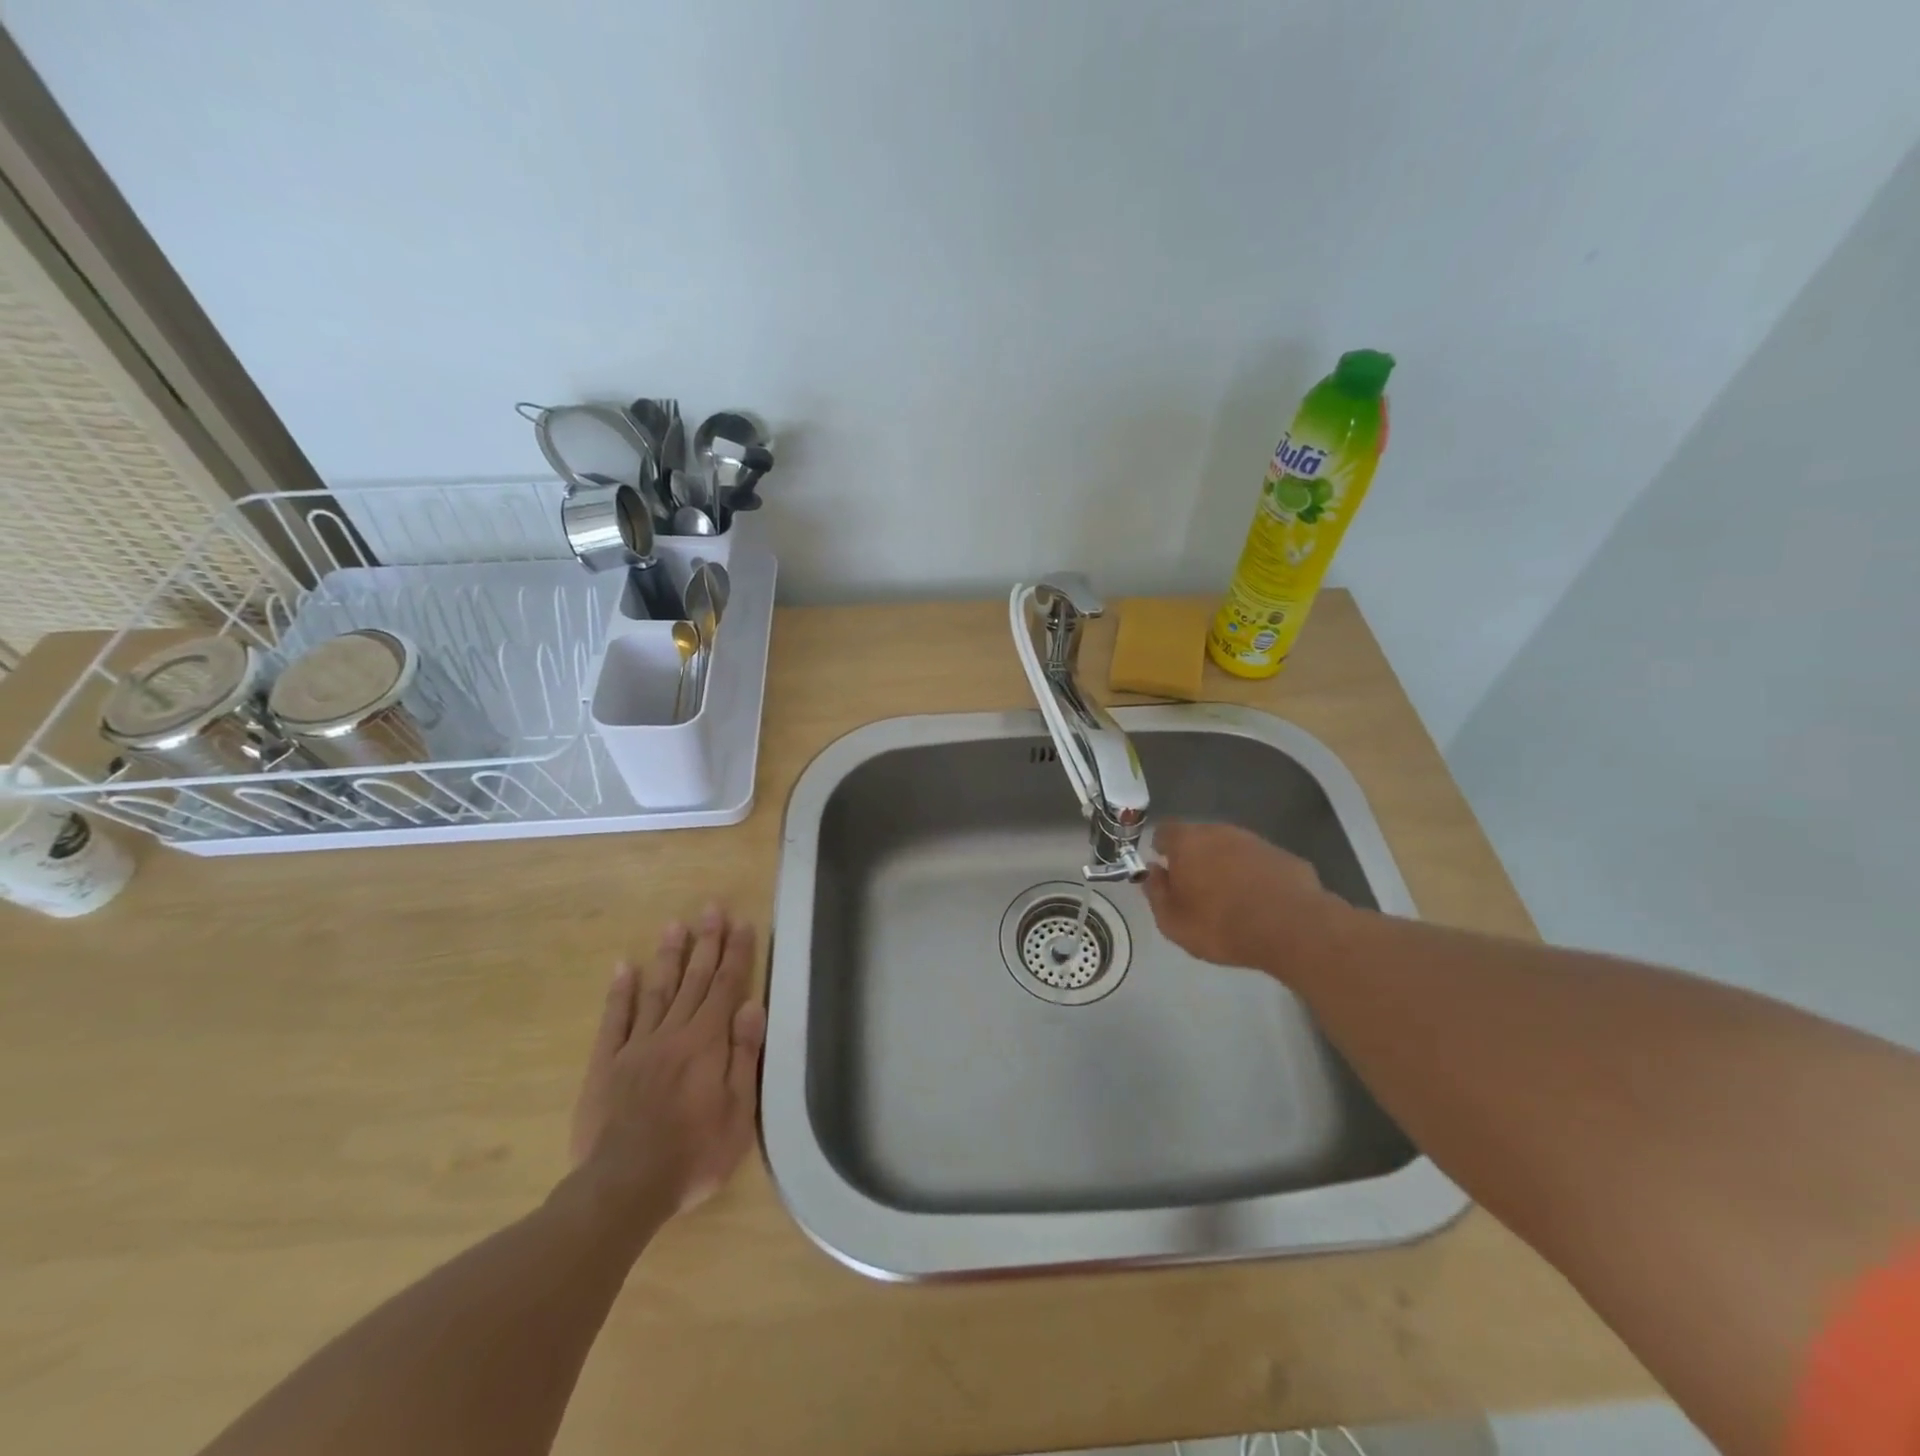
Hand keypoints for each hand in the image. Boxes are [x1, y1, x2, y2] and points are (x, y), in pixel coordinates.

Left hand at [568, 907, 766, 1223]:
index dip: (736, 954)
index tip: (742, 923)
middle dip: (707, 942)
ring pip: (658, 990)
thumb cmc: (693, 1154)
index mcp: (707, 1043)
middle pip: (694, 979)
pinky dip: (622, 991)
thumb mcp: (737, 1112)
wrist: (623, 1186)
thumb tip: (751, 1006)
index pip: (726, 987)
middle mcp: (673, 1033)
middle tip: (712, 907)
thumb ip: (744, 1056)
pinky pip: (615, 1018)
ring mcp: (637, 1045)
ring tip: (676, 924)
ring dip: (669, 956)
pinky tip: (626, 967)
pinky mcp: (607, 1063)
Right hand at [1143, 821, 1344, 976]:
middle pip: (1198, 837)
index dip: (1161, 849)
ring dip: (1225, 866)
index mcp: (1187, 842)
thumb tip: (1154, 872)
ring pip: (1230, 848)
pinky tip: (1259, 903)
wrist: (1294, 928)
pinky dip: (1254, 876)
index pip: (1164, 831)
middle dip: (1194, 857)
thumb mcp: (1173, 922)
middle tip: (1195, 889)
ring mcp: (1255, 841)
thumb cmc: (1222, 925)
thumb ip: (1156, 893)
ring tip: (1229, 898)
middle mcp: (1219, 831)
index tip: (1164, 871)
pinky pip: (1258, 862)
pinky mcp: (1284, 855)